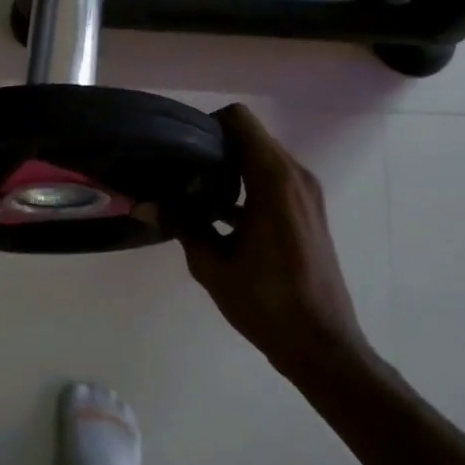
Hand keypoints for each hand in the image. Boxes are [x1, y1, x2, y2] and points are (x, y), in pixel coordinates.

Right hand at [179, 104, 374, 383]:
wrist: (321, 344)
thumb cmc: (266, 302)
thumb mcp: (212, 264)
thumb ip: (181, 224)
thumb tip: (142, 203)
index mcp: (274, 179)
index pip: (239, 120)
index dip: (207, 126)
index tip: (182, 150)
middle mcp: (296, 175)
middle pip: (250, 136)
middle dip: (215, 147)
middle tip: (181, 172)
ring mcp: (307, 192)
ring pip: (262, 156)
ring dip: (231, 166)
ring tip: (196, 193)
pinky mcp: (309, 210)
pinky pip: (274, 178)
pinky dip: (248, 183)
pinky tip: (222, 214)